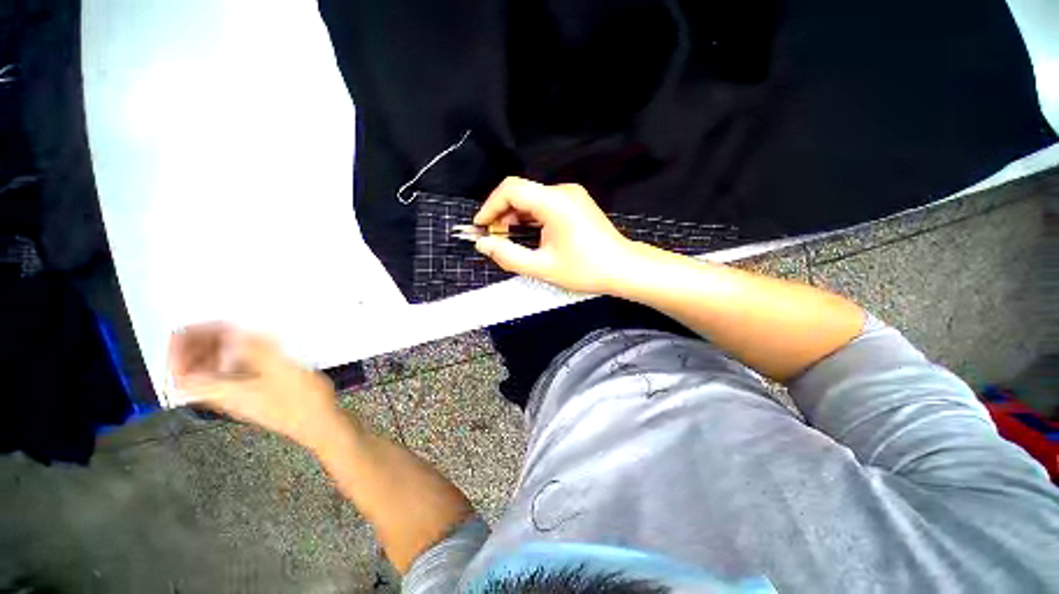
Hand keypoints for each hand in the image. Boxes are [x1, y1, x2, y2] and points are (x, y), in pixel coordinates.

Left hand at [168, 323, 344, 450]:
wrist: (319, 424)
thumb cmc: (299, 399)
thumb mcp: (280, 369)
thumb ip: (255, 349)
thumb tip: (235, 332)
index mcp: (224, 391)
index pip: (183, 375)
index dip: (177, 353)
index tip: (186, 331)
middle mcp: (226, 397)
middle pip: (196, 374)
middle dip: (198, 348)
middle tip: (212, 327)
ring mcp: (242, 399)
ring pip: (214, 375)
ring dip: (215, 353)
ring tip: (231, 335)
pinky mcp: (257, 398)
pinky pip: (233, 377)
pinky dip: (234, 361)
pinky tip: (252, 352)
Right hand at [473, 177, 634, 293]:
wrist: (623, 268)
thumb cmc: (585, 270)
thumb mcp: (542, 267)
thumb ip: (508, 256)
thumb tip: (483, 244)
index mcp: (554, 202)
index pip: (511, 189)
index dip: (490, 206)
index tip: (481, 227)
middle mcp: (563, 191)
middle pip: (521, 192)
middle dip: (502, 214)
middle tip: (494, 238)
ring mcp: (572, 195)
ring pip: (532, 198)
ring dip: (516, 216)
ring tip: (508, 239)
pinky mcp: (576, 202)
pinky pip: (545, 204)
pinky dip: (531, 217)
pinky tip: (528, 235)